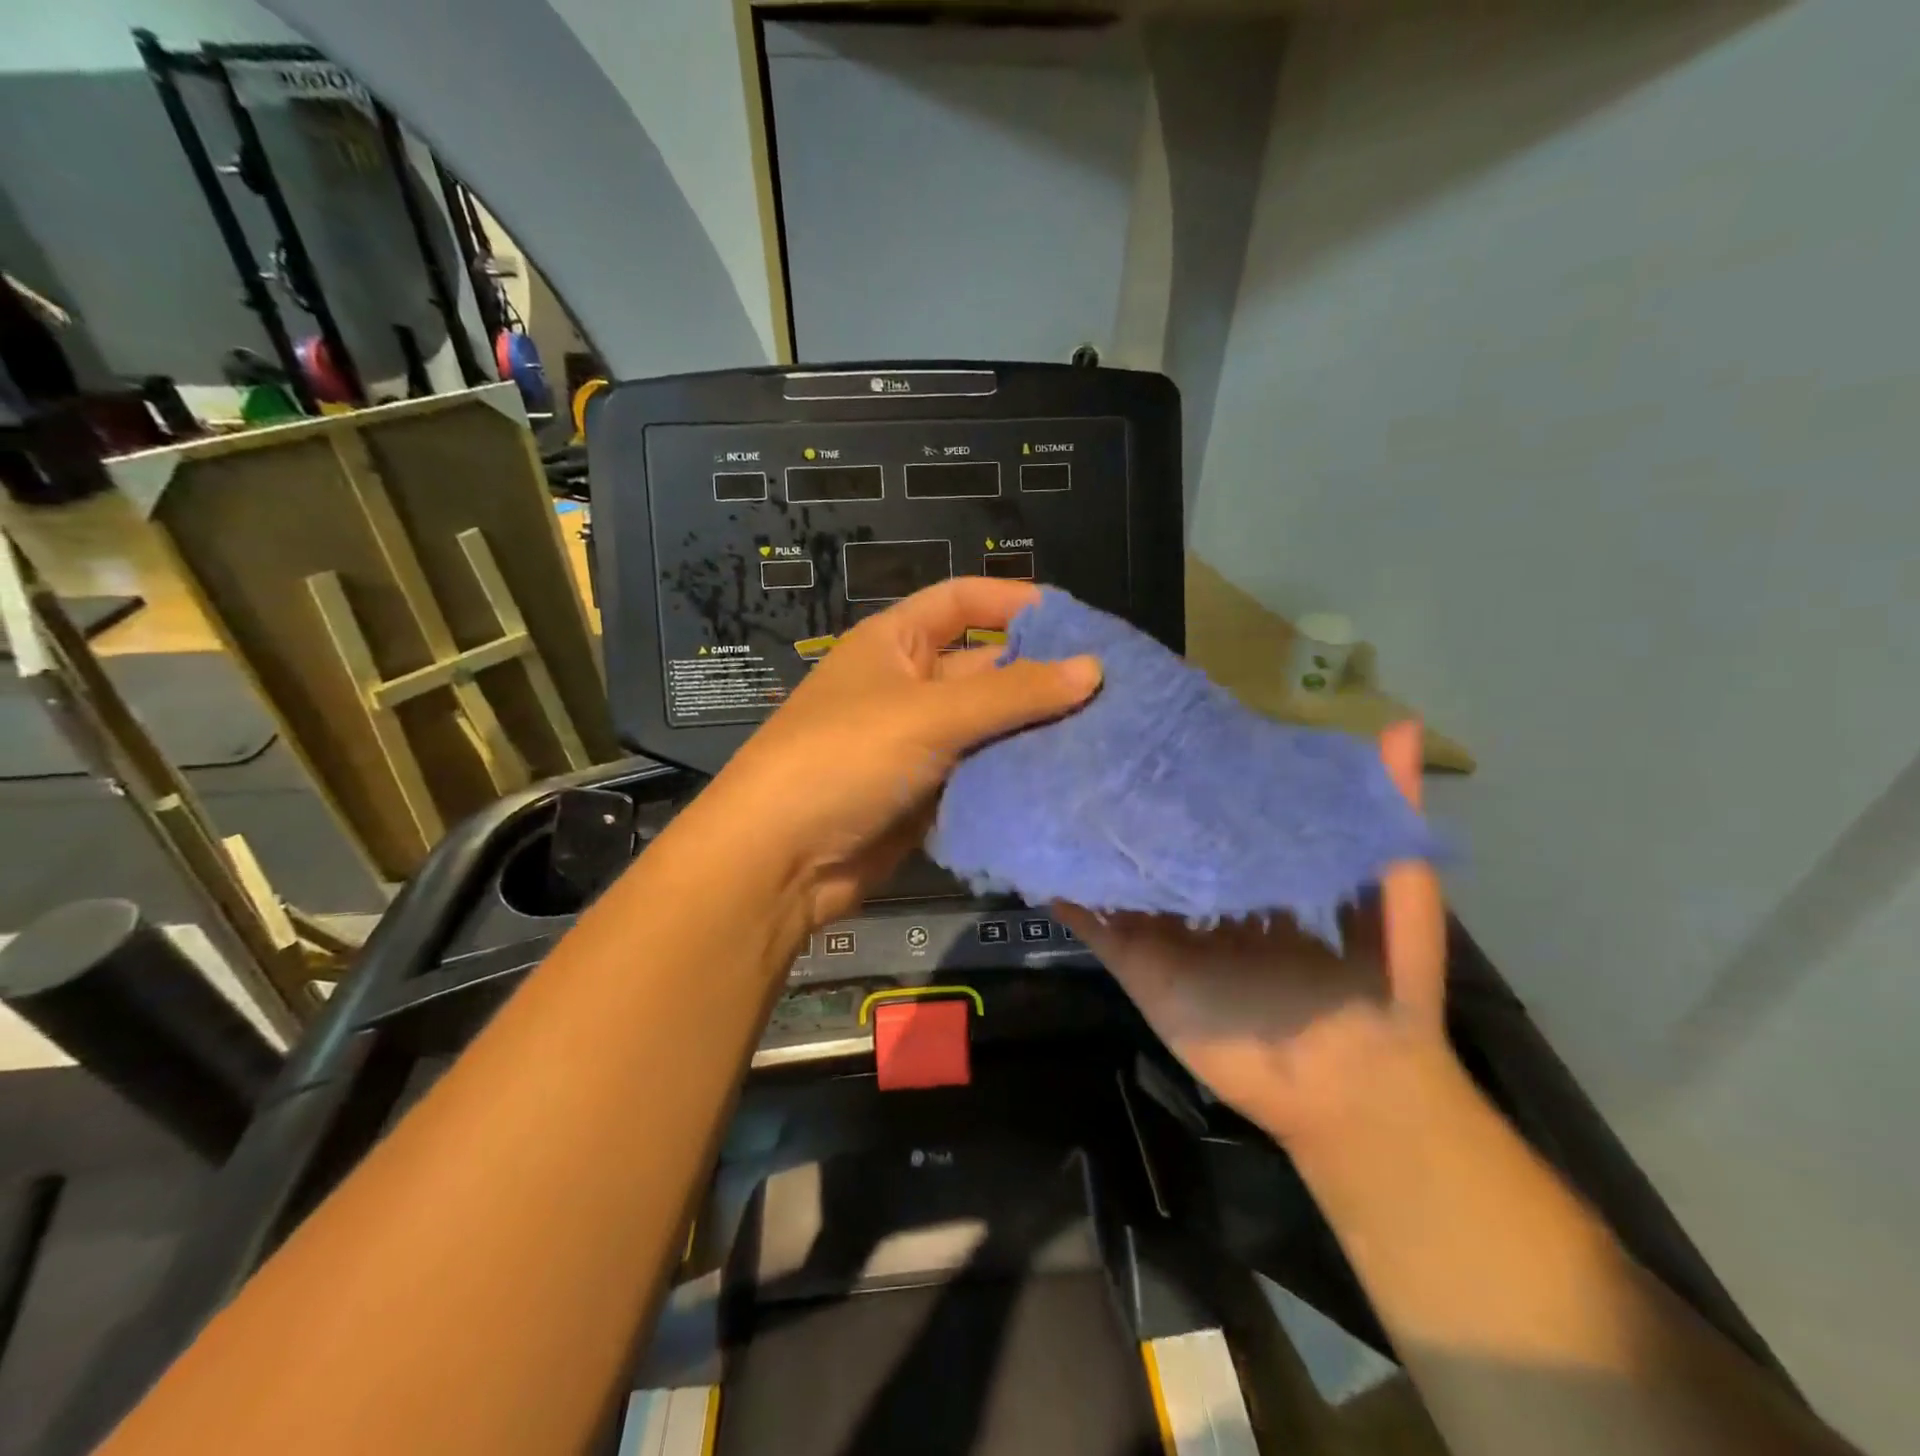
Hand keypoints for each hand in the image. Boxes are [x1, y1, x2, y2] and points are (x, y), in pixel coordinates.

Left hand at [708, 578, 1100, 926]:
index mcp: (894, 642)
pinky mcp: (924, 796)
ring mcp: (915, 744)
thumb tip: (1093, 668)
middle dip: (1038, 677)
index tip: (1078, 622)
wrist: (779, 860)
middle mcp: (906, 686)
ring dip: (1033, 733)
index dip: (1015, 602)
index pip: (961, 601)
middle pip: (983, 668)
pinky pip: (979, 775)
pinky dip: (1014, 777)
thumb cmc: (846, 758)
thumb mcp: (930, 714)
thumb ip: (1014, 692)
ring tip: (1104, 738)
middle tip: (1111, 693)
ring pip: (987, 728)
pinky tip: (1065, 782)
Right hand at [1057, 721, 1449, 1146]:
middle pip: (1158, 840)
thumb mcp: (1399, 880)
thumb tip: (1401, 724)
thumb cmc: (1385, 978)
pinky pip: (1096, 925)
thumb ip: (1389, 808)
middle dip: (1130, 800)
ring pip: (1118, 875)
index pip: (1213, 812)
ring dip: (1089, 839)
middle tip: (1092, 743)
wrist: (1359, 1084)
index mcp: (1258, 873)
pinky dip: (1067, 894)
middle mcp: (1205, 896)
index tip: (1158, 725)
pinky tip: (1038, 853)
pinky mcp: (1141, 967)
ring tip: (1052, 781)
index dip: (1189, 773)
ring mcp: (1168, 932)